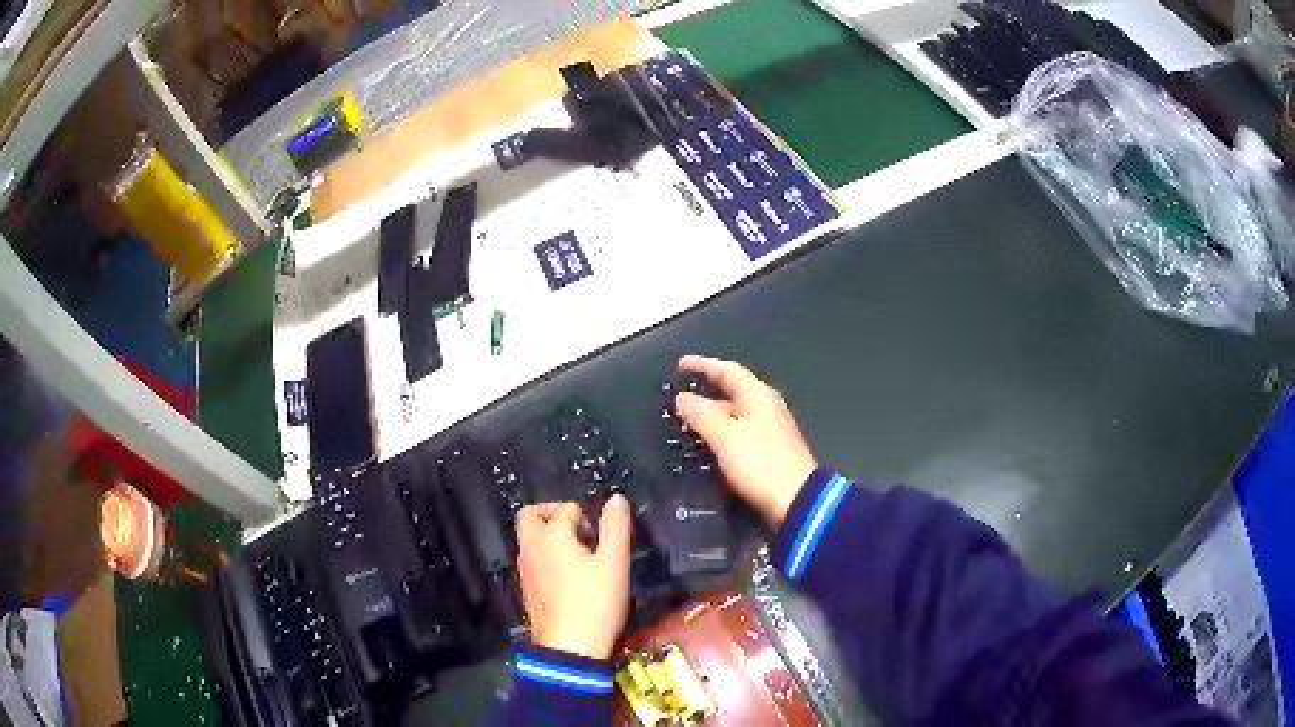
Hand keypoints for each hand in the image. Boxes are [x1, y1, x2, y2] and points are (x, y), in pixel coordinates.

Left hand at [515, 496, 632, 658]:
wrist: (569, 648)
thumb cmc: (595, 603)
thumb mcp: (614, 563)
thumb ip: (615, 527)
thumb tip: (616, 498)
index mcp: (550, 535)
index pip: (566, 509)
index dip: (588, 519)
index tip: (602, 540)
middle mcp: (530, 547)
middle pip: (530, 516)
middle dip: (553, 515)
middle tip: (580, 533)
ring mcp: (524, 569)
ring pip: (529, 539)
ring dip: (549, 538)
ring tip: (579, 558)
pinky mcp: (526, 589)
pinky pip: (531, 560)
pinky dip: (546, 558)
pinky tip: (568, 579)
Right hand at [675, 355, 817, 528]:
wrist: (796, 501)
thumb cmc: (760, 463)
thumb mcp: (725, 437)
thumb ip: (701, 414)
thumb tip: (682, 397)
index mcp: (758, 396)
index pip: (727, 370)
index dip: (702, 365)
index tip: (680, 365)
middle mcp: (766, 407)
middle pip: (733, 391)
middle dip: (706, 391)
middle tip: (680, 397)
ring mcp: (770, 430)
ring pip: (735, 414)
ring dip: (712, 415)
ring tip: (687, 422)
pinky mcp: (769, 452)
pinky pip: (740, 434)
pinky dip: (721, 434)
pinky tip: (708, 446)